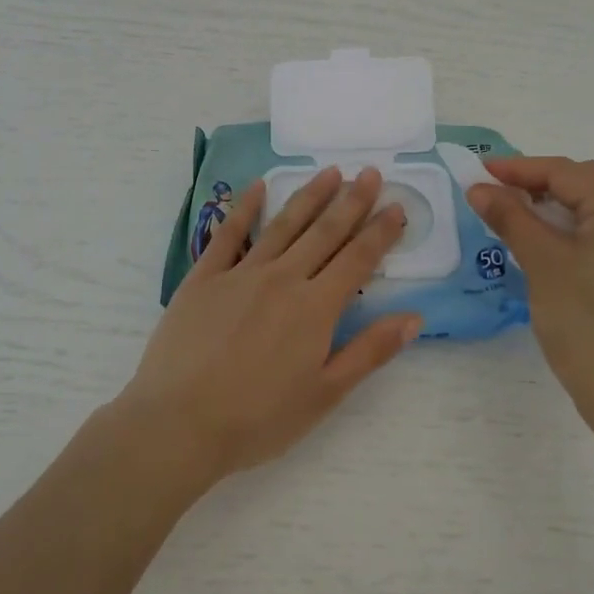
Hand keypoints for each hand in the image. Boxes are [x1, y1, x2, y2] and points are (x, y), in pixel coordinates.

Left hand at [118, 167, 420, 485]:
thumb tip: (414, 317)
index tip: (396, 205)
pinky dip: (245, 207)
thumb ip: (370, 352)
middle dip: (351, 201)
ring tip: (329, 171)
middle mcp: (283, 278)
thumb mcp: (325, 394)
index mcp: (315, 307)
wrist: (179, 423)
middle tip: (369, 172)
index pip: (358, 259)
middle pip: (324, 232)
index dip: (380, 232)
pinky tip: (258, 186)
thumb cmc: (258, 418)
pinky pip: (229, 233)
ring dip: (309, 196)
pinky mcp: (205, 276)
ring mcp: (241, 273)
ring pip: (283, 224)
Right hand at [465, 157, 593, 431]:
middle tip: (497, 192)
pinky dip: (574, 229)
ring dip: (557, 205)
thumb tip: (480, 188)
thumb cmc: (588, 326)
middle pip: (587, 184)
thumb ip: (511, 218)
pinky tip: (549, 245)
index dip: (520, 168)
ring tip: (517, 215)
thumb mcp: (543, 265)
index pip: (567, 172)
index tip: (479, 172)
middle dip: (540, 182)